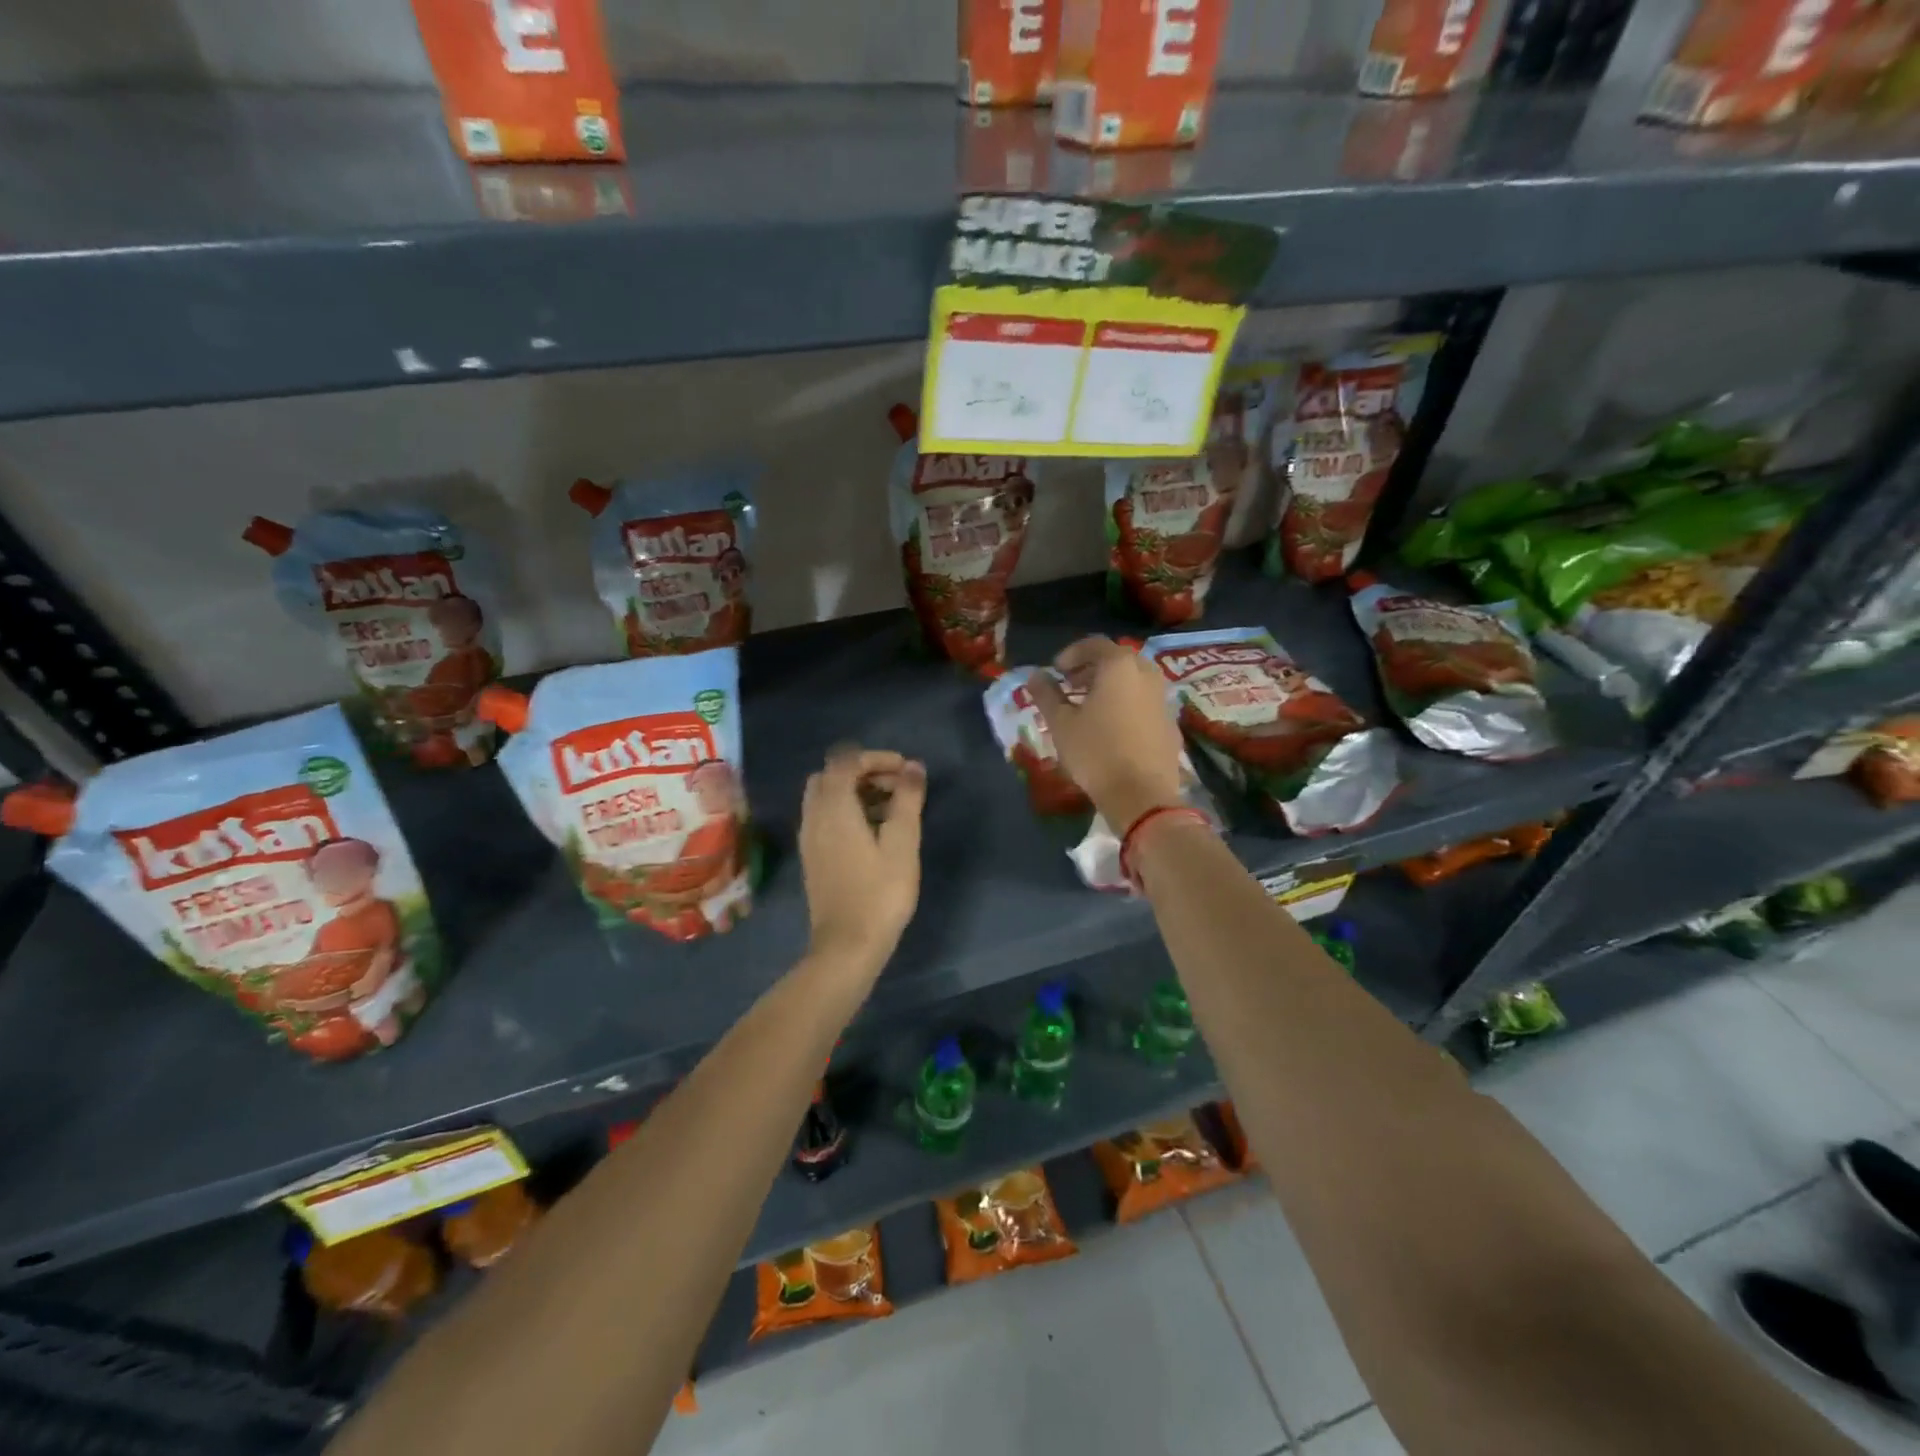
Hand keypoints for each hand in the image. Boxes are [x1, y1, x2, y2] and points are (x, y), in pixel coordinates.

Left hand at [798, 747, 925, 974]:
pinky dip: (846, 810)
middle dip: (864, 772)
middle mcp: (814, 815)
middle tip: (896, 787)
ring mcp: (809, 837)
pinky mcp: (812, 856)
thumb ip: (907, 799)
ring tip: (891, 809)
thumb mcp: (902, 843)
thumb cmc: (879, 892)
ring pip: (826, 796)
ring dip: (855, 791)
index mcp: (833, 806)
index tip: (905, 770)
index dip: (876, 757)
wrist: (847, 945)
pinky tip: (873, 832)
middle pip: (831, 775)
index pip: (845, 760)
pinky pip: (824, 817)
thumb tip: (913, 767)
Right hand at [1028, 637, 1185, 828]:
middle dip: (1092, 669)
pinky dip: (1127, 704)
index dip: (1071, 654)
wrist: (1142, 795)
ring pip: (1135, 681)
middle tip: (1071, 687)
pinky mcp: (1171, 724)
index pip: (1094, 644)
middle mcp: (1147, 674)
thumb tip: (1034, 675)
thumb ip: (1046, 695)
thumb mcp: (1061, 723)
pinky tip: (1113, 728)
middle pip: (1118, 660)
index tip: (1056, 672)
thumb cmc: (1095, 752)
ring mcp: (1163, 699)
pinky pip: (1145, 703)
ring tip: (1090, 708)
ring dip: (1111, 687)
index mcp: (1119, 666)